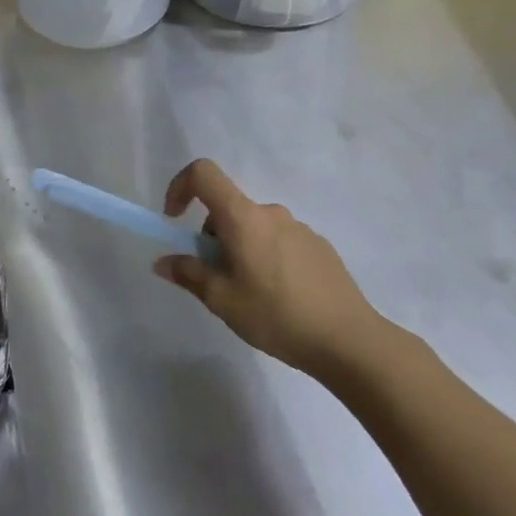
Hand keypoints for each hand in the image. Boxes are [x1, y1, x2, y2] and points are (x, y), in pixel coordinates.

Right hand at [154, 159, 386, 374]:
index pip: (203, 174)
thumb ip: (189, 274)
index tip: (175, 220)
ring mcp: (300, 229)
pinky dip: (266, 257)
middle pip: (227, 208)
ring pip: (253, 228)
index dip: (180, 187)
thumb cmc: (277, 316)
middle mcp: (271, 213)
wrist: (351, 342)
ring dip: (239, 249)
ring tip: (249, 294)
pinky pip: (279, 241)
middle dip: (211, 237)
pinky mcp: (320, 247)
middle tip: (216, 278)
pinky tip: (279, 297)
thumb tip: (164, 262)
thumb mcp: (222, 300)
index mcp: (243, 218)